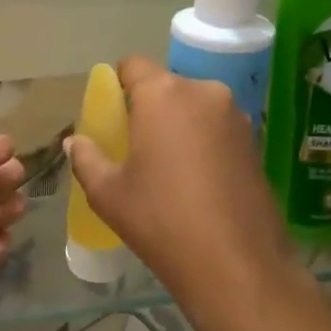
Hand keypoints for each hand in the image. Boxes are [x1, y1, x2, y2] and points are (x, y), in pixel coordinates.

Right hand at [65, 58, 300, 323]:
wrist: (236, 265)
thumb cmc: (161, 221)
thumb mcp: (108, 193)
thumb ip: (86, 158)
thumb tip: (75, 141)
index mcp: (163, 94)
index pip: (132, 66)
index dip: (116, 86)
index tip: (110, 118)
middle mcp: (204, 92)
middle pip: (166, 86)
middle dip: (147, 108)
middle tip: (134, 148)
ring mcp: (236, 116)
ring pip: (194, 107)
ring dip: (177, 125)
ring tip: (167, 169)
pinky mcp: (255, 142)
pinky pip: (217, 128)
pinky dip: (202, 142)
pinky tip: (196, 181)